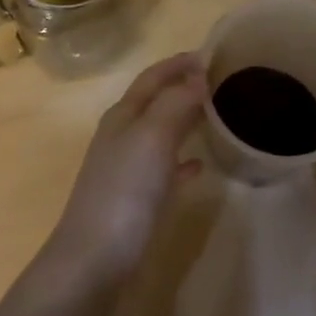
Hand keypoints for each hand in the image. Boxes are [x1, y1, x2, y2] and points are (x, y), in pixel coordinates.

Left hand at [50, 53, 206, 272]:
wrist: (94, 260)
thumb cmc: (125, 191)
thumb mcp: (152, 137)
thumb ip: (176, 103)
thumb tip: (199, 76)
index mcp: (124, 115)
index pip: (152, 77)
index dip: (178, 64)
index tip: (212, 55)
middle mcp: (122, 136)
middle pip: (155, 102)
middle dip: (184, 88)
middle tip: (222, 83)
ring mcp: (126, 169)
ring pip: (160, 133)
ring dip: (185, 120)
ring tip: (217, 117)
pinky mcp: (134, 200)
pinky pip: (163, 168)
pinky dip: (182, 160)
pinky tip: (200, 166)